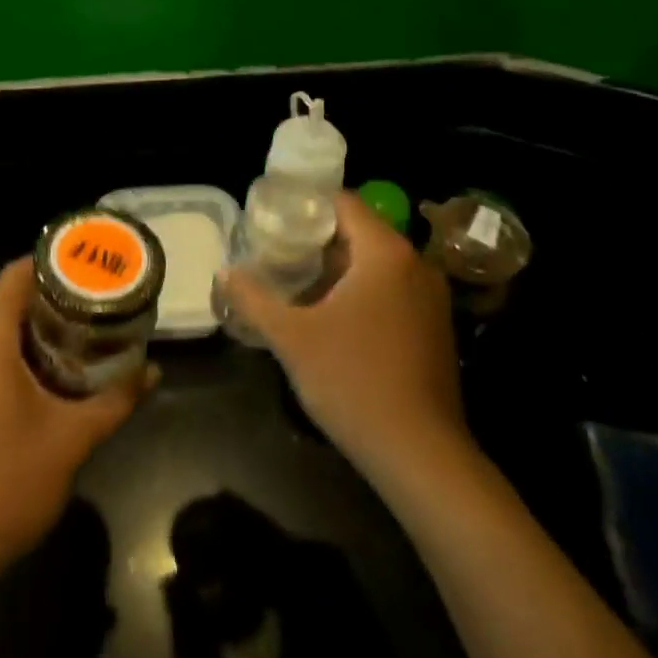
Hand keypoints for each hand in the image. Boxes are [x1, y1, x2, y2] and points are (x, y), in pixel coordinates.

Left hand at [0, 258, 152, 592]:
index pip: (14, 276)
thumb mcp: (73, 439)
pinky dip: (13, 346)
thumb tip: (152, 370)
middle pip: (3, 298)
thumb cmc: (8, 484)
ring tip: (79, 329)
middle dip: (49, 294)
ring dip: (31, 322)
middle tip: (95, 299)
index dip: (52, 263)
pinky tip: (47, 368)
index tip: (89, 266)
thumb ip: (117, 399)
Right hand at [223, 191, 469, 480]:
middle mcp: (414, 264)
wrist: (420, 455)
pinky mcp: (434, 326)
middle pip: (359, 230)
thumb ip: (254, 299)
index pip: (344, 202)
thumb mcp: (292, 338)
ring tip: (295, 280)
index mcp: (385, 253)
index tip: (273, 218)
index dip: (306, 204)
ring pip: (376, 262)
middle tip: (275, 249)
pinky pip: (391, 288)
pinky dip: (361, 289)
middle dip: (316, 238)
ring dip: (338, 266)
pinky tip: (330, 314)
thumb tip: (224, 272)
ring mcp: (430, 297)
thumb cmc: (353, 382)